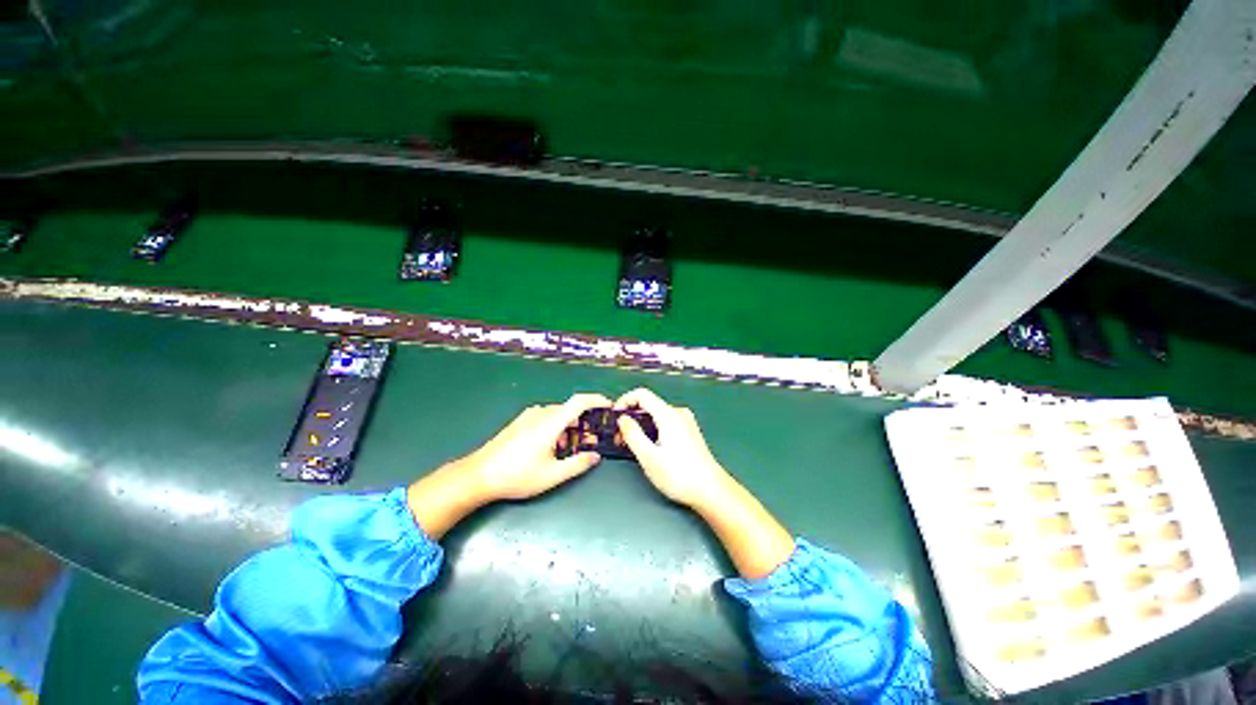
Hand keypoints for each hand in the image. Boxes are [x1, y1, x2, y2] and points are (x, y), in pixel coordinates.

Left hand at [465, 393, 611, 501]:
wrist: (478, 475)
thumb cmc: (517, 475)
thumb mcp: (552, 475)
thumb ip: (578, 464)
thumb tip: (595, 456)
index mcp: (551, 422)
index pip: (580, 401)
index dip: (597, 400)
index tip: (610, 406)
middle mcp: (541, 413)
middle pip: (570, 410)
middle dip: (585, 422)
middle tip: (591, 439)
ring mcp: (529, 416)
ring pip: (558, 415)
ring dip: (570, 427)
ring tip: (571, 448)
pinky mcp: (521, 422)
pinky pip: (546, 418)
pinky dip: (557, 428)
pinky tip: (552, 447)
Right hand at [614, 388, 731, 508]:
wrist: (711, 490)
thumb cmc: (679, 475)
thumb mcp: (649, 457)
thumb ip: (633, 434)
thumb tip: (622, 419)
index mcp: (668, 414)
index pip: (642, 394)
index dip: (625, 401)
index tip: (614, 416)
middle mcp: (678, 413)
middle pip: (649, 404)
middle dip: (631, 416)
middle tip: (619, 436)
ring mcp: (685, 422)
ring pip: (656, 414)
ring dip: (641, 424)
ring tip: (630, 444)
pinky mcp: (688, 432)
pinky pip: (665, 422)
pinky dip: (652, 429)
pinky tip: (648, 446)